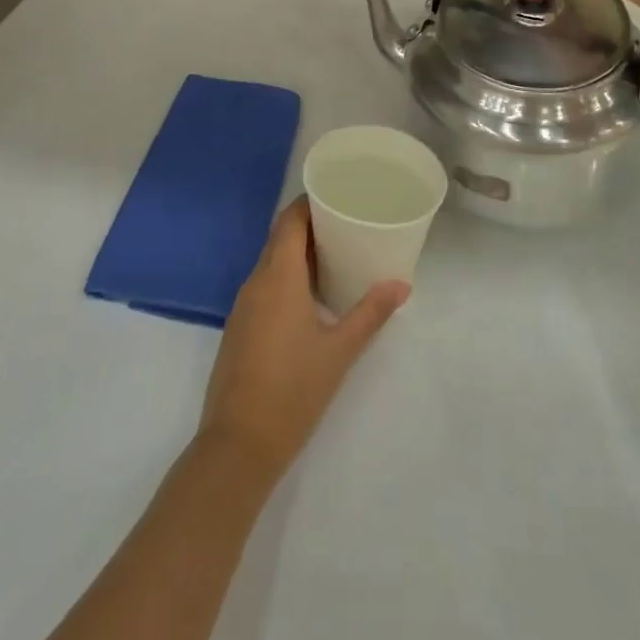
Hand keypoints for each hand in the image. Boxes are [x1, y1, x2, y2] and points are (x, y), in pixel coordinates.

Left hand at [201, 198, 407, 478]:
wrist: (238, 444)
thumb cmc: (293, 389)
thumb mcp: (340, 350)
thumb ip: (370, 313)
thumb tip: (401, 285)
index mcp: (278, 276)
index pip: (289, 220)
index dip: (310, 203)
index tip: (337, 195)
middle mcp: (256, 281)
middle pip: (280, 237)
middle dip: (310, 226)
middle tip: (346, 223)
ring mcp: (244, 305)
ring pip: (271, 262)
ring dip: (298, 252)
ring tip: (335, 254)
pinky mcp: (240, 327)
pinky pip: (264, 285)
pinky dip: (286, 276)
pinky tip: (310, 294)